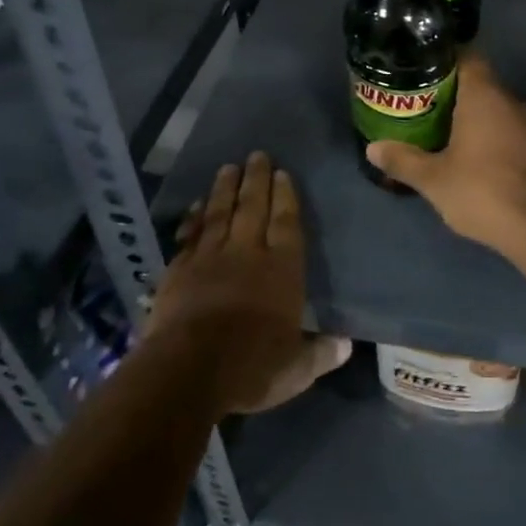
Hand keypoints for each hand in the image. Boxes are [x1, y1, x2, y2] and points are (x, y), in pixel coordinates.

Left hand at [147, 152, 350, 414]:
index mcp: (281, 270)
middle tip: (257, 155)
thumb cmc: (250, 368)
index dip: (286, 197)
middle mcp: (247, 253)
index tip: (283, 173)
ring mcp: (210, 258)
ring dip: (224, 189)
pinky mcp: (179, 270)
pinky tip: (196, 205)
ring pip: (220, 213)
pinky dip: (193, 218)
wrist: (187, 370)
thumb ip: (320, 354)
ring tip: (229, 167)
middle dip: (257, 180)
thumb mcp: (295, 370)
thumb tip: (346, 344)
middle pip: (253, 207)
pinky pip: (190, 235)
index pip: (286, 223)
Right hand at [366, 54, 525, 256]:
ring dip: (465, 110)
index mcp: (483, 94)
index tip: (418, 68)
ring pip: (490, 104)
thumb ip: (402, 160)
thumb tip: (373, 148)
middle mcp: (507, 99)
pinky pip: (501, 123)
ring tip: (433, 122)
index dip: (442, 58)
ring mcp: (523, 122)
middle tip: (417, 98)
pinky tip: (461, 147)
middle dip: (448, 87)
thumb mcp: (433, 178)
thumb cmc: (481, 190)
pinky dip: (482, 128)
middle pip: (476, 79)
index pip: (465, 56)